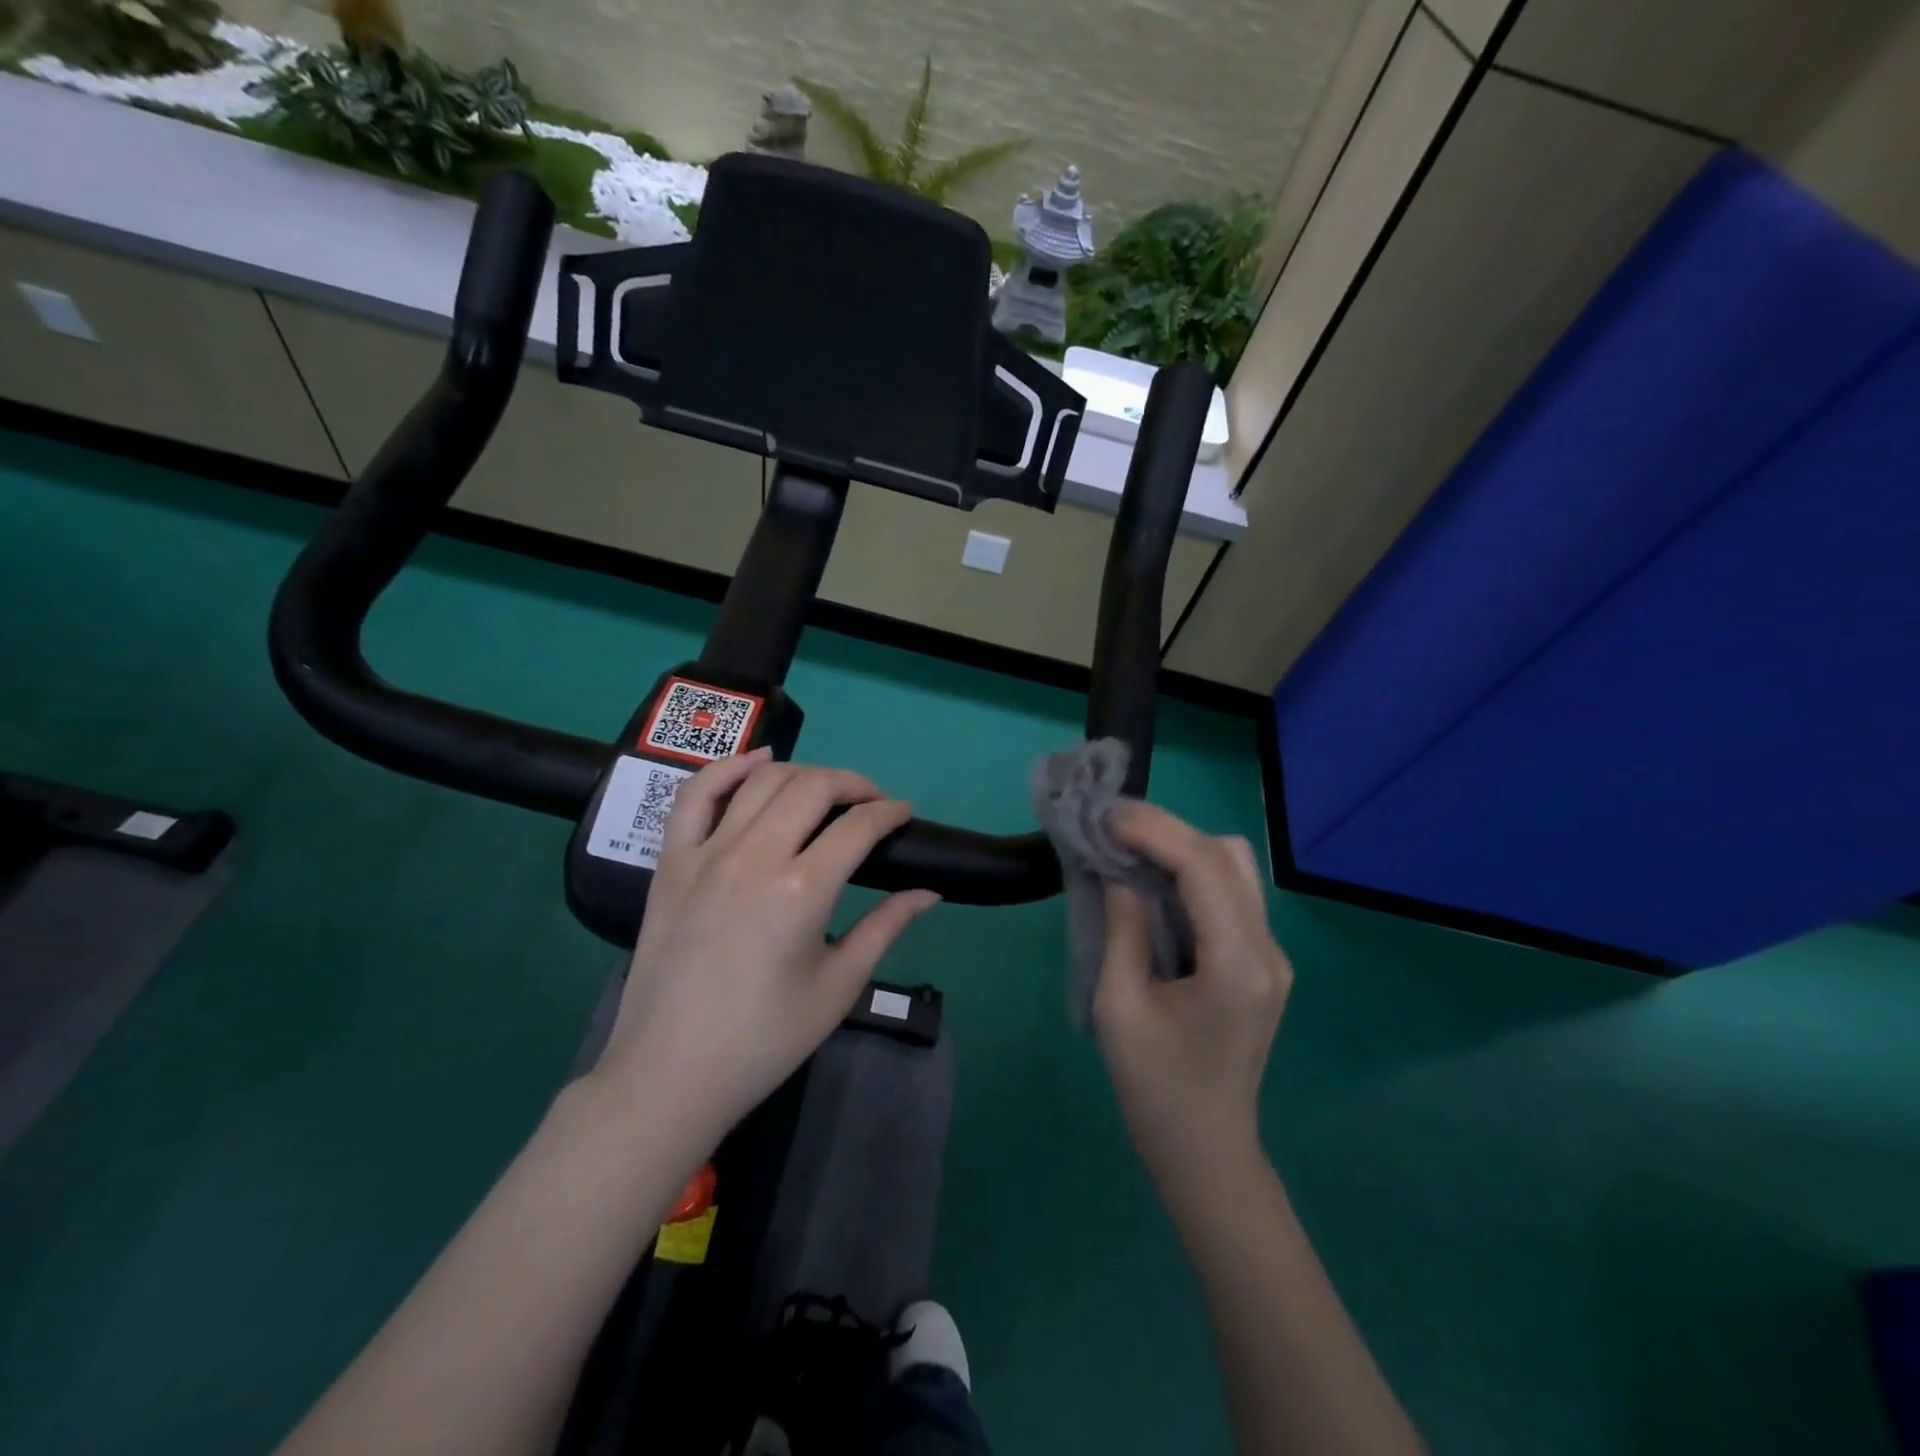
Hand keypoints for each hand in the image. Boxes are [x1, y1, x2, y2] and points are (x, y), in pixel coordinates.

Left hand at [594, 748, 939, 1148]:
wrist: (670, 1073)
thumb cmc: (764, 1039)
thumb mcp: (838, 987)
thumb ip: (885, 928)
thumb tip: (929, 892)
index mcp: (801, 891)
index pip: (857, 826)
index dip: (889, 813)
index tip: (904, 815)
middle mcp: (753, 856)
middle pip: (813, 788)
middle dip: (853, 785)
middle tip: (872, 803)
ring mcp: (706, 853)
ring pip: (762, 781)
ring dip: (804, 774)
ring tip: (826, 792)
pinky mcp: (671, 862)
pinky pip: (696, 794)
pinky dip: (729, 767)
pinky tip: (759, 760)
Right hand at [1093, 802, 1290, 1200]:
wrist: (1206, 1150)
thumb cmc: (1154, 1087)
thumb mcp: (1119, 1007)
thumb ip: (1123, 929)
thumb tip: (1118, 871)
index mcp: (1236, 965)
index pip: (1204, 867)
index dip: (1155, 831)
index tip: (1107, 818)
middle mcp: (1267, 950)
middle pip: (1228, 855)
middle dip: (1168, 829)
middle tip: (1112, 824)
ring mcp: (1271, 955)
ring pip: (1236, 867)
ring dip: (1182, 846)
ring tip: (1128, 845)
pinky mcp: (1261, 962)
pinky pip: (1231, 893)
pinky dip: (1191, 872)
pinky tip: (1153, 878)